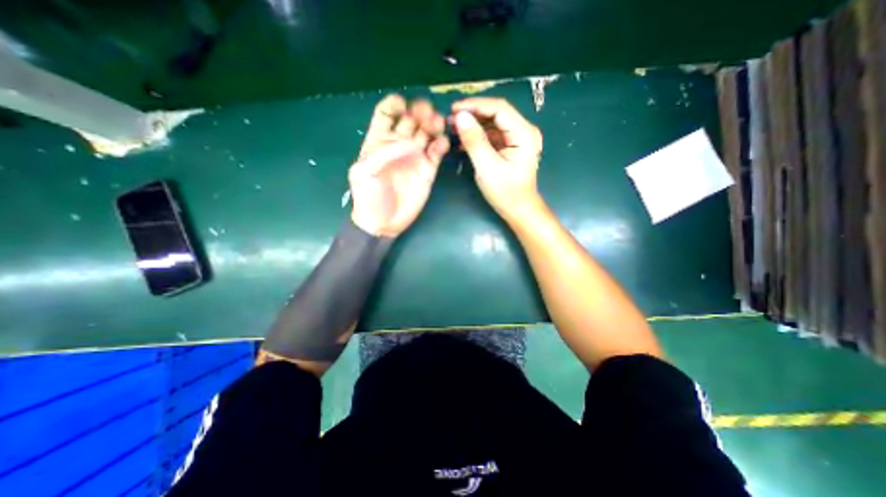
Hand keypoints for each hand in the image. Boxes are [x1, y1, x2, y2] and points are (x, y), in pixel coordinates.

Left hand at [351, 96, 449, 238]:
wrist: (383, 222)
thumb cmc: (368, 197)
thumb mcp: (364, 172)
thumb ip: (383, 154)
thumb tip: (410, 144)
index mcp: (379, 141)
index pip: (387, 114)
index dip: (394, 104)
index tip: (403, 105)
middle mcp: (399, 145)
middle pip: (411, 120)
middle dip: (419, 111)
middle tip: (427, 113)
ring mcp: (415, 157)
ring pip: (427, 133)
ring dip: (434, 124)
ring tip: (438, 124)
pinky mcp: (428, 170)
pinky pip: (437, 152)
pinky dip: (441, 145)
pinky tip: (442, 144)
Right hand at [453, 98, 543, 220]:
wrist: (518, 210)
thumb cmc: (506, 192)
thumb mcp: (487, 168)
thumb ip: (474, 141)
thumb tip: (460, 116)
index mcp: (524, 133)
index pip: (499, 108)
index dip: (475, 105)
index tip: (454, 109)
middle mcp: (523, 131)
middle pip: (495, 114)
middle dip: (472, 115)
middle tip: (450, 120)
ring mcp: (516, 138)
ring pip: (491, 123)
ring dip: (472, 125)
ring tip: (453, 129)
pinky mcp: (509, 146)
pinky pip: (491, 135)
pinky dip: (477, 136)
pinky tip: (462, 140)